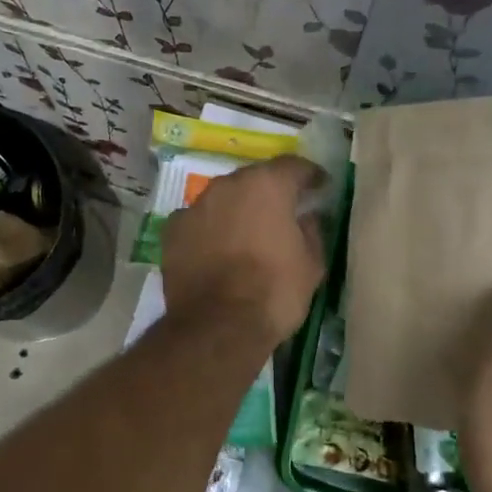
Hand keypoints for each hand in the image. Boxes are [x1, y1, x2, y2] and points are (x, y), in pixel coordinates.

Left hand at [161, 156, 324, 345]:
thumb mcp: (312, 263)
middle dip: (269, 194)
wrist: (218, 325)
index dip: (310, 176)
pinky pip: (198, 222)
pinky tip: (216, 251)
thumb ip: (312, 230)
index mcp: (267, 185)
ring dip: (236, 211)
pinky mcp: (172, 231)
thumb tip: (307, 217)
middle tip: (281, 214)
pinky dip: (209, 230)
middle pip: (254, 180)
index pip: (293, 166)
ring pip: (222, 200)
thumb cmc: (274, 291)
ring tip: (246, 236)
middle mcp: (227, 185)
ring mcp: (195, 206)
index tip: (319, 188)